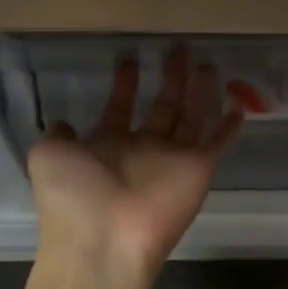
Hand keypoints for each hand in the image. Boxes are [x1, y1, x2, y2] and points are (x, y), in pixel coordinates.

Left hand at [28, 48, 242, 280]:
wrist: (105, 238)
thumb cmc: (73, 196)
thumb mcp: (48, 156)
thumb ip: (57, 135)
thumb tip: (65, 123)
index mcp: (107, 145)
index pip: (120, 107)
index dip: (125, 84)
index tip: (129, 58)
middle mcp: (143, 149)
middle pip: (162, 107)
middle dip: (170, 79)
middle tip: (179, 50)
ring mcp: (173, 159)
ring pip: (192, 117)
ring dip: (201, 92)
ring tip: (209, 64)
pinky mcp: (199, 169)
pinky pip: (218, 143)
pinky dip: (228, 127)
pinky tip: (239, 106)